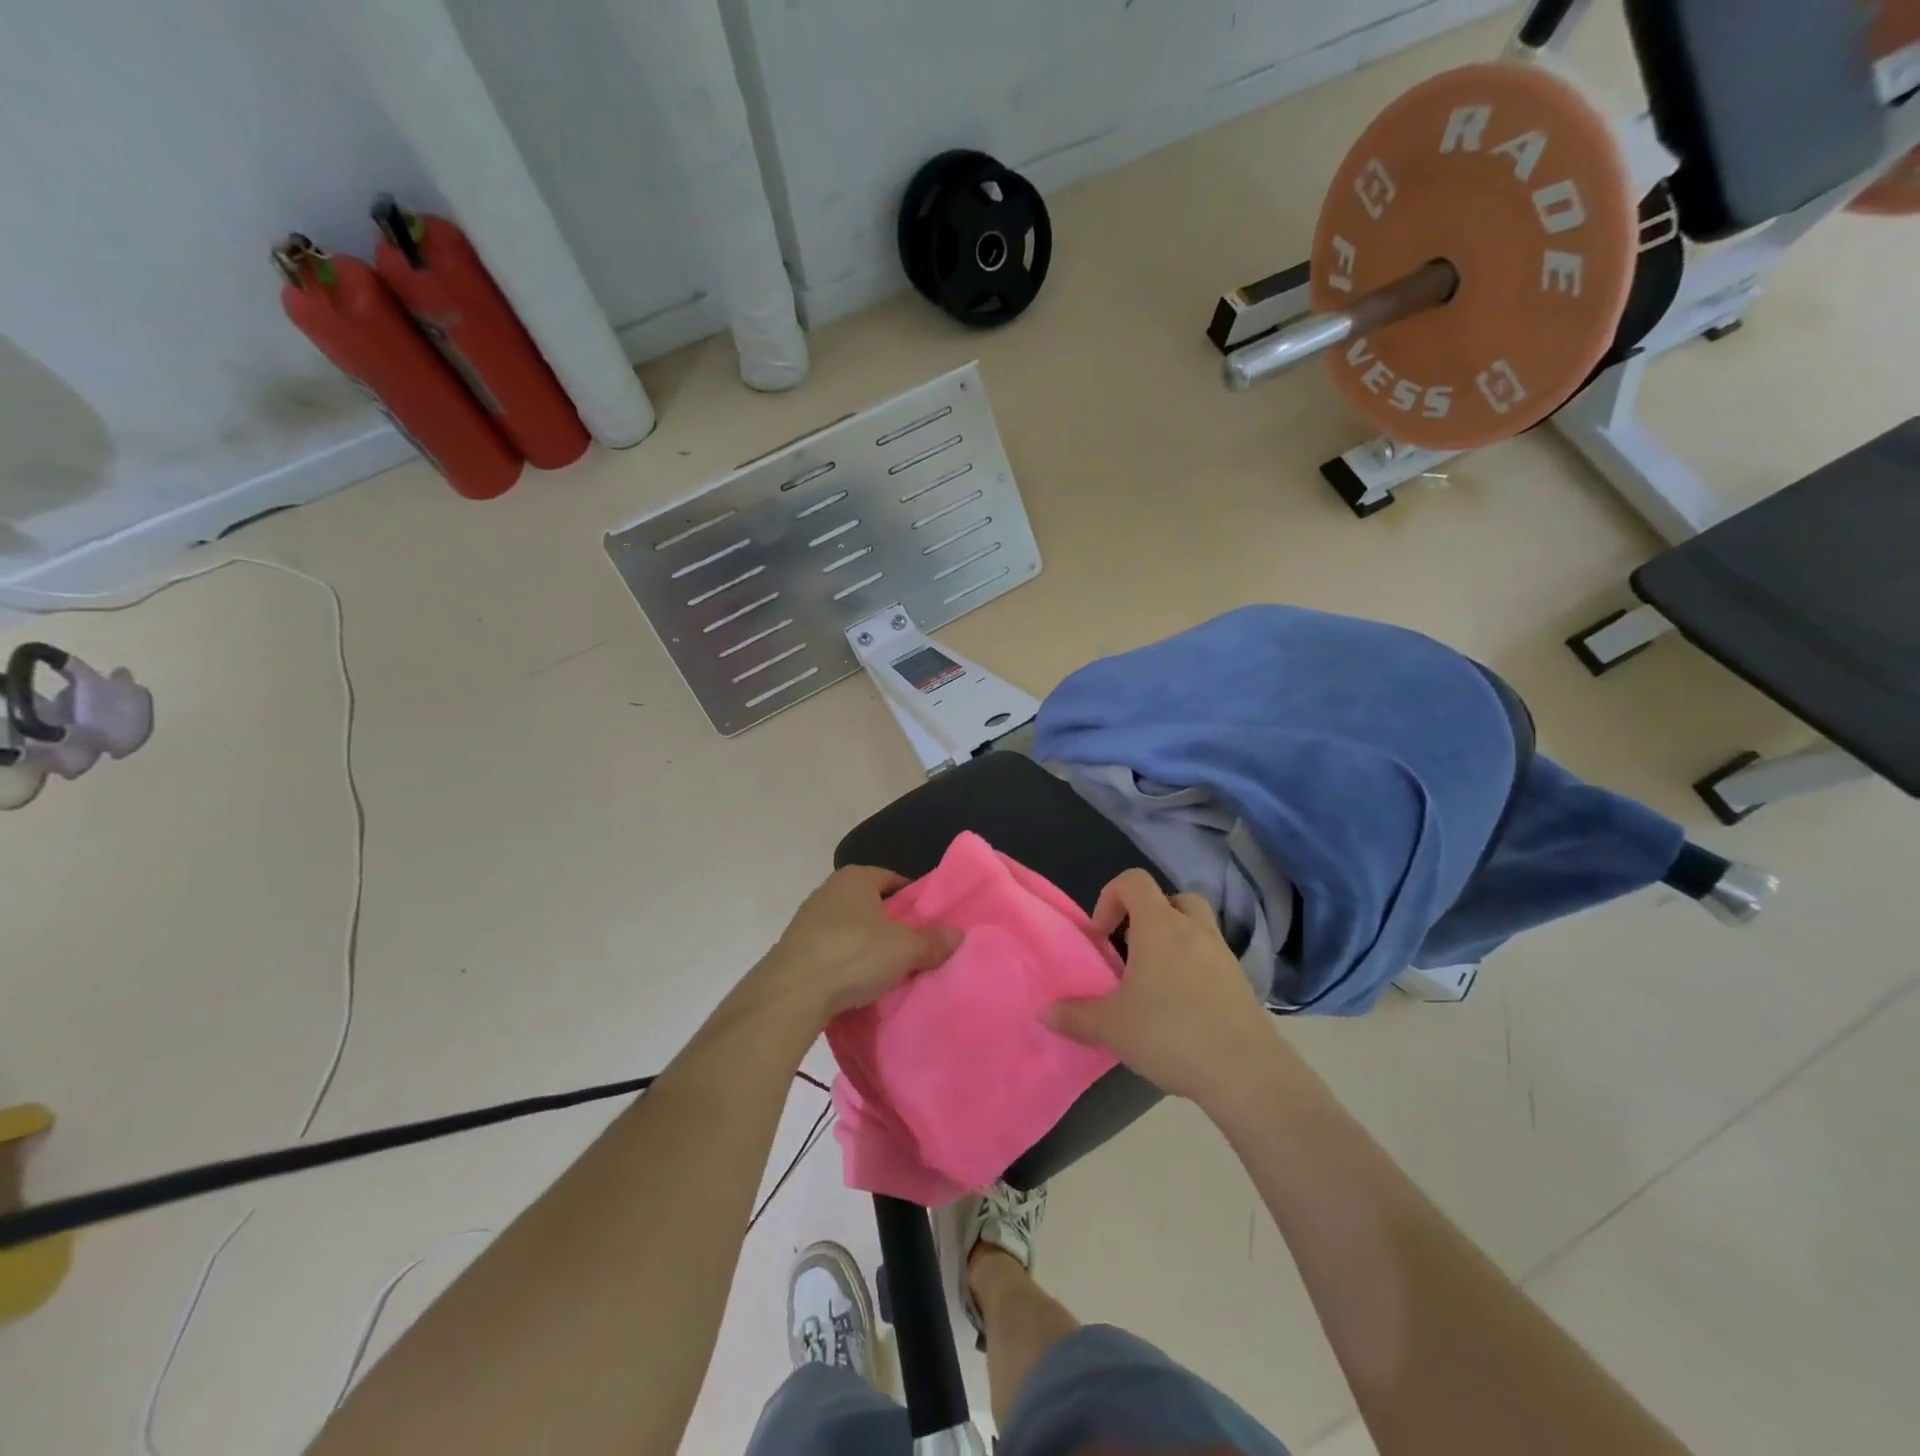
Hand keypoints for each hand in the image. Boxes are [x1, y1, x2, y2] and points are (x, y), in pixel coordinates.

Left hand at [760, 866, 960, 1021]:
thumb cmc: (853, 955)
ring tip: (888, 969)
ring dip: (866, 945)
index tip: (928, 920)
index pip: (892, 878)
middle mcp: (828, 890)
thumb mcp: (904, 949)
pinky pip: (831, 950)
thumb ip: (932, 941)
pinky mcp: (794, 949)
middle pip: (870, 903)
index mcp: (855, 877)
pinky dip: (845, 962)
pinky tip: (857, 983)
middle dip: (890, 923)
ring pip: (849, 928)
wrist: (791, 993)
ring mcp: (807, 919)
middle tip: (913, 946)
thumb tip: (959, 935)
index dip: (912, 897)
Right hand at [1045, 869, 1289, 1103]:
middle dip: (1147, 917)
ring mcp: (1223, 955)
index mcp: (1160, 926)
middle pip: (1171, 899)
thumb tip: (1044, 1013)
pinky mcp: (1241, 984)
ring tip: (1154, 985)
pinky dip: (1194, 971)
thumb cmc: (1171, 1032)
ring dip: (1173, 944)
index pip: (1133, 881)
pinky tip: (1181, 1011)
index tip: (1102, 938)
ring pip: (1195, 929)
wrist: (1246, 1072)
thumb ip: (1075, 1016)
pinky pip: (1211, 960)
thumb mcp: (1112, 1027)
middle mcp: (1194, 930)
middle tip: (1131, 953)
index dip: (1110, 899)